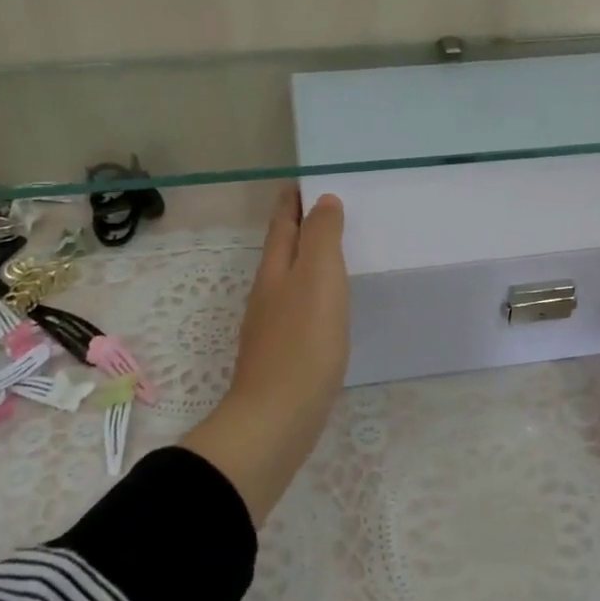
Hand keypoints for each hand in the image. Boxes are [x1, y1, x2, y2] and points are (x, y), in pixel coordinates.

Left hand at [181, 187, 348, 523]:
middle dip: (298, 228)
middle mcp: (268, 293)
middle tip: (324, 210)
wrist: (278, 418)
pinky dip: (312, 294)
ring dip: (306, 260)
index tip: (301, 182)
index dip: (291, 202)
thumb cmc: (303, 342)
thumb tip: (322, 202)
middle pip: (282, 250)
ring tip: (331, 252)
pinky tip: (328, 306)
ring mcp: (273, 326)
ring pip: (290, 280)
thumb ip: (321, 237)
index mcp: (276, 270)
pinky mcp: (284, 354)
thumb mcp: (318, 277)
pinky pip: (300, 309)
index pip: (282, 225)